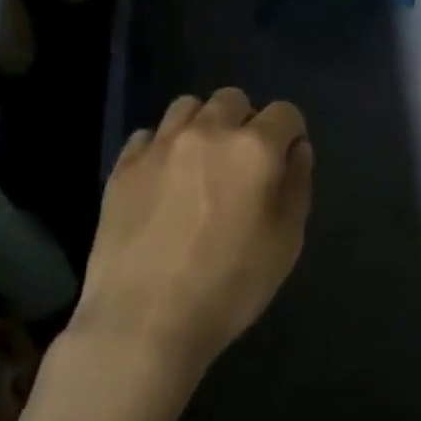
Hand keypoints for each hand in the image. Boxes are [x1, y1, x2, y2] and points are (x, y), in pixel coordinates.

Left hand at [73, 89, 312, 373]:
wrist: (144, 320)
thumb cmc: (230, 286)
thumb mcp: (286, 242)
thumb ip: (297, 185)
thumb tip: (295, 150)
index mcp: (254, 148)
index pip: (285, 113)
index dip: (291, 134)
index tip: (286, 162)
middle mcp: (207, 132)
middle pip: (233, 99)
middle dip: (246, 122)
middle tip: (243, 164)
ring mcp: (160, 146)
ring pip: (188, 107)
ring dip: (203, 125)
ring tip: (202, 164)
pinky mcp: (123, 166)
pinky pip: (150, 135)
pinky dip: (164, 147)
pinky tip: (165, 180)